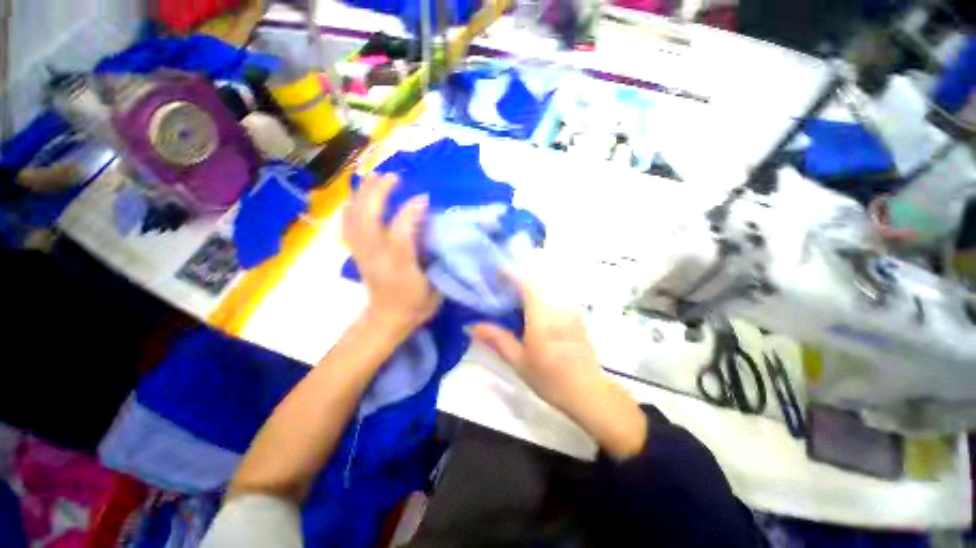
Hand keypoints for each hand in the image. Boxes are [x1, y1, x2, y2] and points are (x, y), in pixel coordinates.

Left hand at [343, 173, 440, 335]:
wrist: (387, 319)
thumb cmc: (416, 304)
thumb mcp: (436, 287)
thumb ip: (437, 260)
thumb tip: (436, 231)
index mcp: (399, 268)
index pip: (399, 235)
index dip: (409, 212)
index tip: (424, 198)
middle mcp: (376, 257)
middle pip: (368, 219)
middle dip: (379, 193)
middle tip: (394, 177)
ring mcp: (362, 254)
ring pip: (354, 218)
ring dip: (363, 194)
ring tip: (375, 178)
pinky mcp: (356, 253)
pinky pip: (347, 226)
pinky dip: (351, 208)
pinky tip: (359, 198)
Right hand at [471, 274, 647, 458]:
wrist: (587, 392)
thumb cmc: (550, 378)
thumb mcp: (518, 360)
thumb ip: (496, 339)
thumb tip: (472, 326)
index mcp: (542, 314)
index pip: (525, 282)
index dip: (509, 274)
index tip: (495, 273)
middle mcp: (558, 305)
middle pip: (536, 280)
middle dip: (518, 278)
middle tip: (501, 286)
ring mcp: (570, 308)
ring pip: (547, 286)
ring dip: (530, 285)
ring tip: (514, 296)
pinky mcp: (576, 315)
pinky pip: (555, 295)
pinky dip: (541, 294)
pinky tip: (532, 308)